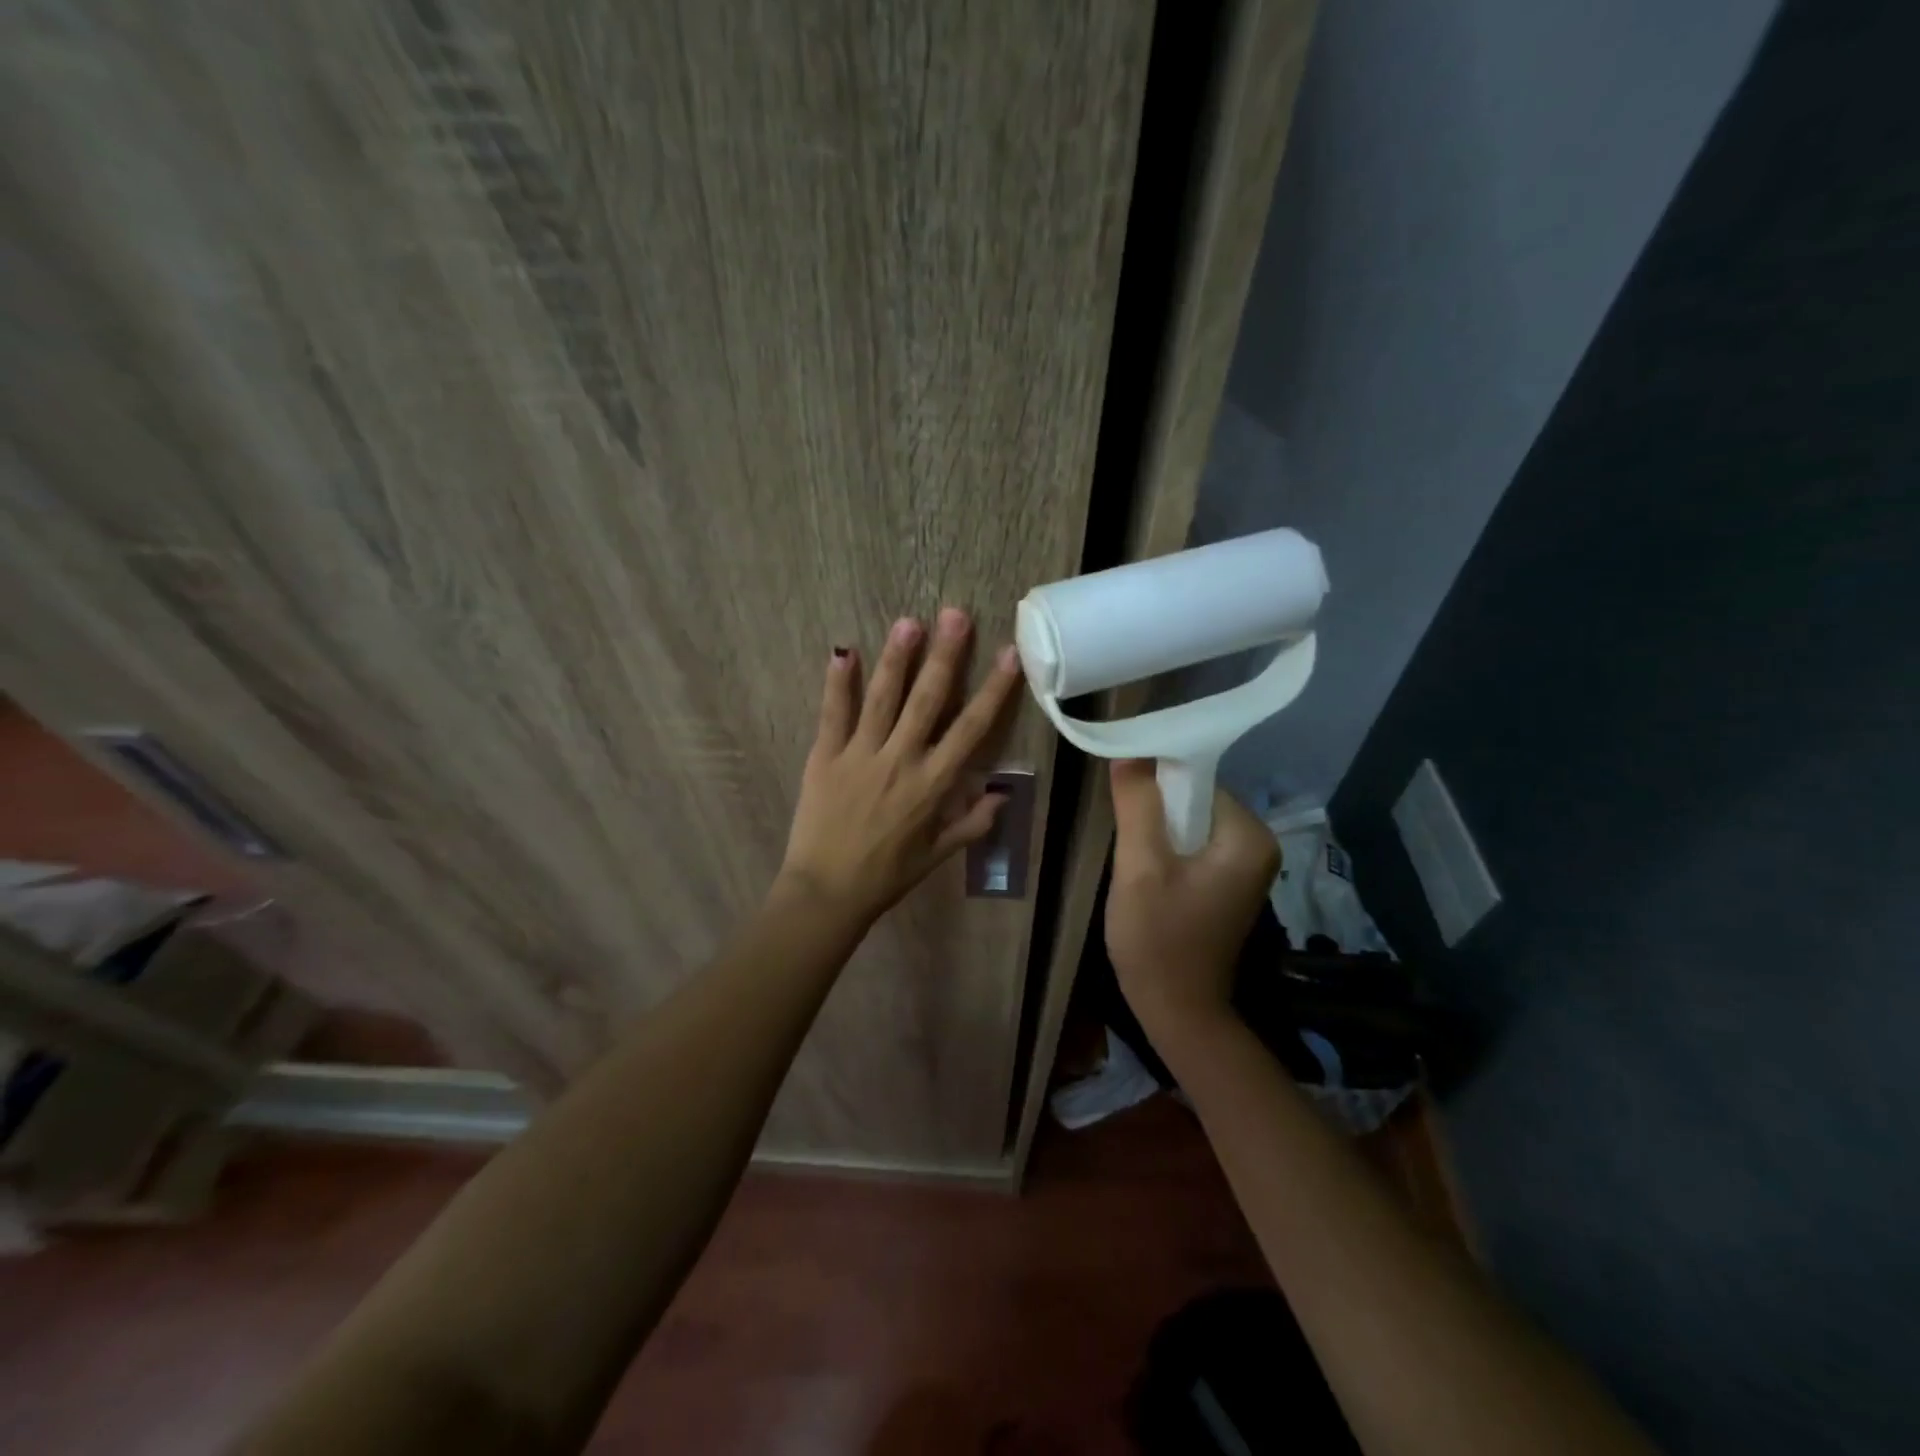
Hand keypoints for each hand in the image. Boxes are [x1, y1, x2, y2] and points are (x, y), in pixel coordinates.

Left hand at [777, 609, 1022, 924]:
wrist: (827, 893)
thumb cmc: (887, 876)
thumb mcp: (937, 856)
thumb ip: (971, 824)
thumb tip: (1002, 796)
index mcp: (933, 784)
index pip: (971, 728)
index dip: (993, 690)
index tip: (1009, 655)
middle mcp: (901, 760)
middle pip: (928, 700)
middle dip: (945, 656)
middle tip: (957, 615)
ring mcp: (860, 755)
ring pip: (882, 698)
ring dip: (897, 659)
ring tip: (909, 622)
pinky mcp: (825, 757)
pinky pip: (833, 714)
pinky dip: (837, 682)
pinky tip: (843, 651)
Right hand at [1104, 759, 1278, 1038]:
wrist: (1176, 1010)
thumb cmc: (1158, 939)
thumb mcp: (1140, 866)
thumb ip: (1137, 804)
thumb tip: (1128, 749)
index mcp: (1249, 835)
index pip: (1196, 779)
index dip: (1155, 781)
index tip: (1122, 796)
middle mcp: (1257, 843)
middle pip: (1194, 799)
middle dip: (1155, 809)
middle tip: (1124, 835)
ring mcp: (1244, 865)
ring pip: (1189, 821)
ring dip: (1156, 829)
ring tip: (1130, 855)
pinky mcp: (1227, 881)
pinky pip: (1192, 844)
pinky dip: (1166, 848)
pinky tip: (1144, 870)